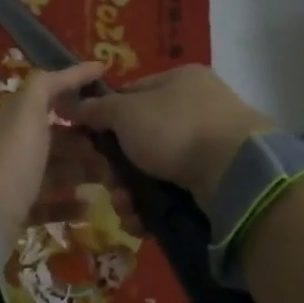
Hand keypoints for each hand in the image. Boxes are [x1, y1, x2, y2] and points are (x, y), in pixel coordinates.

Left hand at [0, 62, 106, 243]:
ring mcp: (6, 183)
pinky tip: (89, 208)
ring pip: (50, 173)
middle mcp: (4, 149)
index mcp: (6, 120)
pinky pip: (45, 206)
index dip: (73, 92)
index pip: (43, 99)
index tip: (107, 95)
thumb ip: (49, 85)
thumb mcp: (27, 112)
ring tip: (111, 178)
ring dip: (80, 172)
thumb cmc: (8, 160)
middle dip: (83, 141)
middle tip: (116, 146)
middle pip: (50, 140)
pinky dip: (67, 205)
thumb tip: (87, 66)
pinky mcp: (11, 214)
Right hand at [71, 65, 275, 203]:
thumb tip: (70, 104)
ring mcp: (210, 146)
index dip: (105, 117)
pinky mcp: (216, 182)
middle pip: (140, 139)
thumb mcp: (126, 112)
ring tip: (125, 209)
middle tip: (108, 185)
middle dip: (117, 168)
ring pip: (154, 171)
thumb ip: (96, 109)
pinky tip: (141, 222)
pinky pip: (173, 193)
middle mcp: (197, 109)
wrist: (234, 171)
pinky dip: (153, 208)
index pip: (131, 94)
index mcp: (180, 80)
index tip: (88, 142)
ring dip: (131, 193)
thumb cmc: (175, 128)